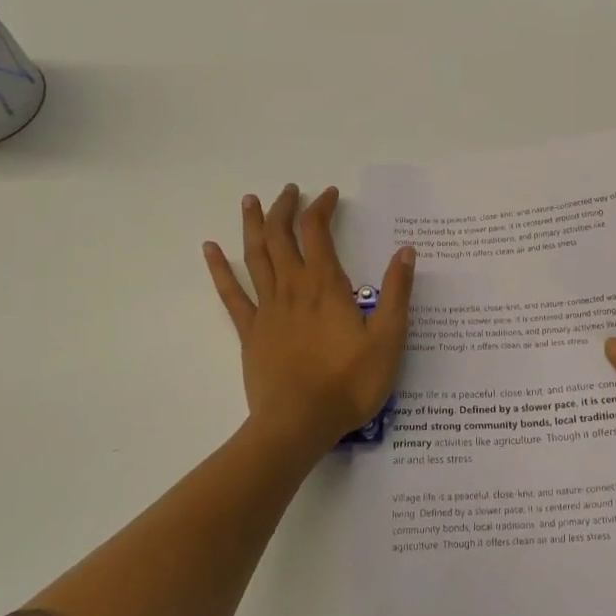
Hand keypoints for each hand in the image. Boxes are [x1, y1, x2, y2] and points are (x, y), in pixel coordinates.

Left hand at [204, 184, 415, 462]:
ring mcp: (267, 309)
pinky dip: (220, 269)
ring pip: (255, 256)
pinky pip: (231, 293)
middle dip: (285, 208)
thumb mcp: (388, 339)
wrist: (298, 424)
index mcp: (326, 286)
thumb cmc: (349, 383)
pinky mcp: (250, 332)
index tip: (330, 194)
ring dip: (253, 225)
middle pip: (281, 236)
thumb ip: (396, 292)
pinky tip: (210, 249)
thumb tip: (406, 251)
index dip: (322, 207)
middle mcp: (293, 288)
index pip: (318, 231)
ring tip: (251, 200)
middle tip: (290, 190)